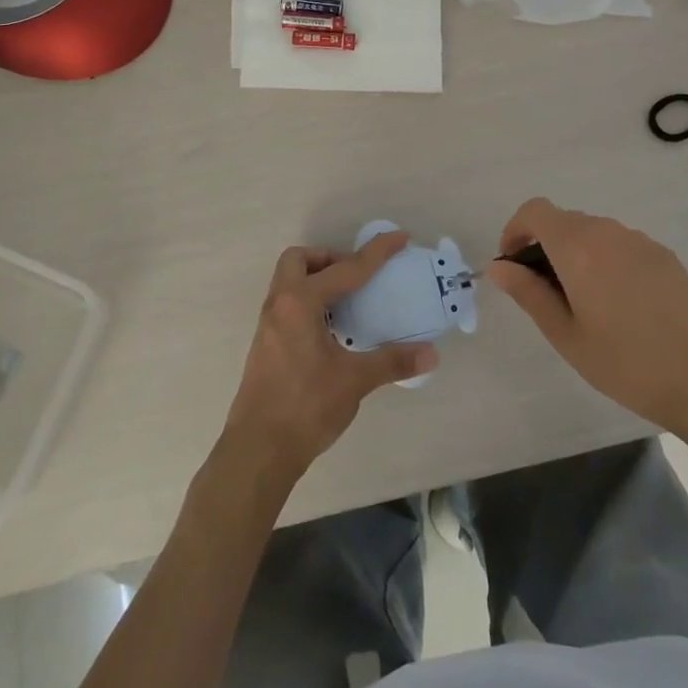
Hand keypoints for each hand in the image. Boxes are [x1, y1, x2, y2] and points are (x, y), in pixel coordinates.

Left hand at [222, 231, 437, 488]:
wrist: (258, 449)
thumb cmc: (305, 407)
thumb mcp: (353, 381)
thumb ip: (391, 362)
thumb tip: (430, 354)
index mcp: (300, 303)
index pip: (345, 269)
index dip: (376, 253)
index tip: (400, 238)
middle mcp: (279, 305)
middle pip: (299, 260)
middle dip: (329, 259)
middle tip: (356, 278)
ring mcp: (268, 325)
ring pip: (289, 282)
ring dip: (317, 280)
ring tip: (347, 302)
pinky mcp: (265, 344)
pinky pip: (287, 304)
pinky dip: (309, 302)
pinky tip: (330, 330)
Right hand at [488, 198, 687, 441]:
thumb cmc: (626, 363)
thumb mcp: (566, 335)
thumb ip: (528, 293)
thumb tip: (499, 266)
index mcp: (578, 247)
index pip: (535, 211)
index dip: (516, 229)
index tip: (513, 264)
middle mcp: (608, 232)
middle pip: (563, 221)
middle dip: (544, 246)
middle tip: (544, 293)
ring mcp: (640, 242)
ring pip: (593, 233)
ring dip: (576, 253)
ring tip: (583, 302)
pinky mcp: (665, 256)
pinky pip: (621, 245)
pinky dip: (606, 260)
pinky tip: (620, 305)